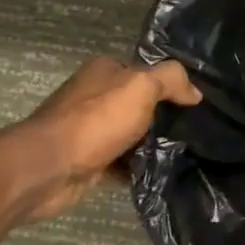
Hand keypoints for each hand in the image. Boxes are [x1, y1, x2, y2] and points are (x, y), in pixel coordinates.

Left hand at [14, 58, 201, 222]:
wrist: (48, 169)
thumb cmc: (95, 121)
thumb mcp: (141, 87)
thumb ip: (171, 80)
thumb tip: (195, 93)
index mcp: (105, 71)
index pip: (146, 72)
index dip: (171, 85)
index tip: (196, 104)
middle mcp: (95, 96)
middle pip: (140, 104)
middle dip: (164, 117)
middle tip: (195, 131)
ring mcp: (90, 130)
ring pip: (132, 134)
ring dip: (153, 145)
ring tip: (184, 154)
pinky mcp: (88, 161)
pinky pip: (122, 162)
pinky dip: (138, 168)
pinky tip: (160, 173)